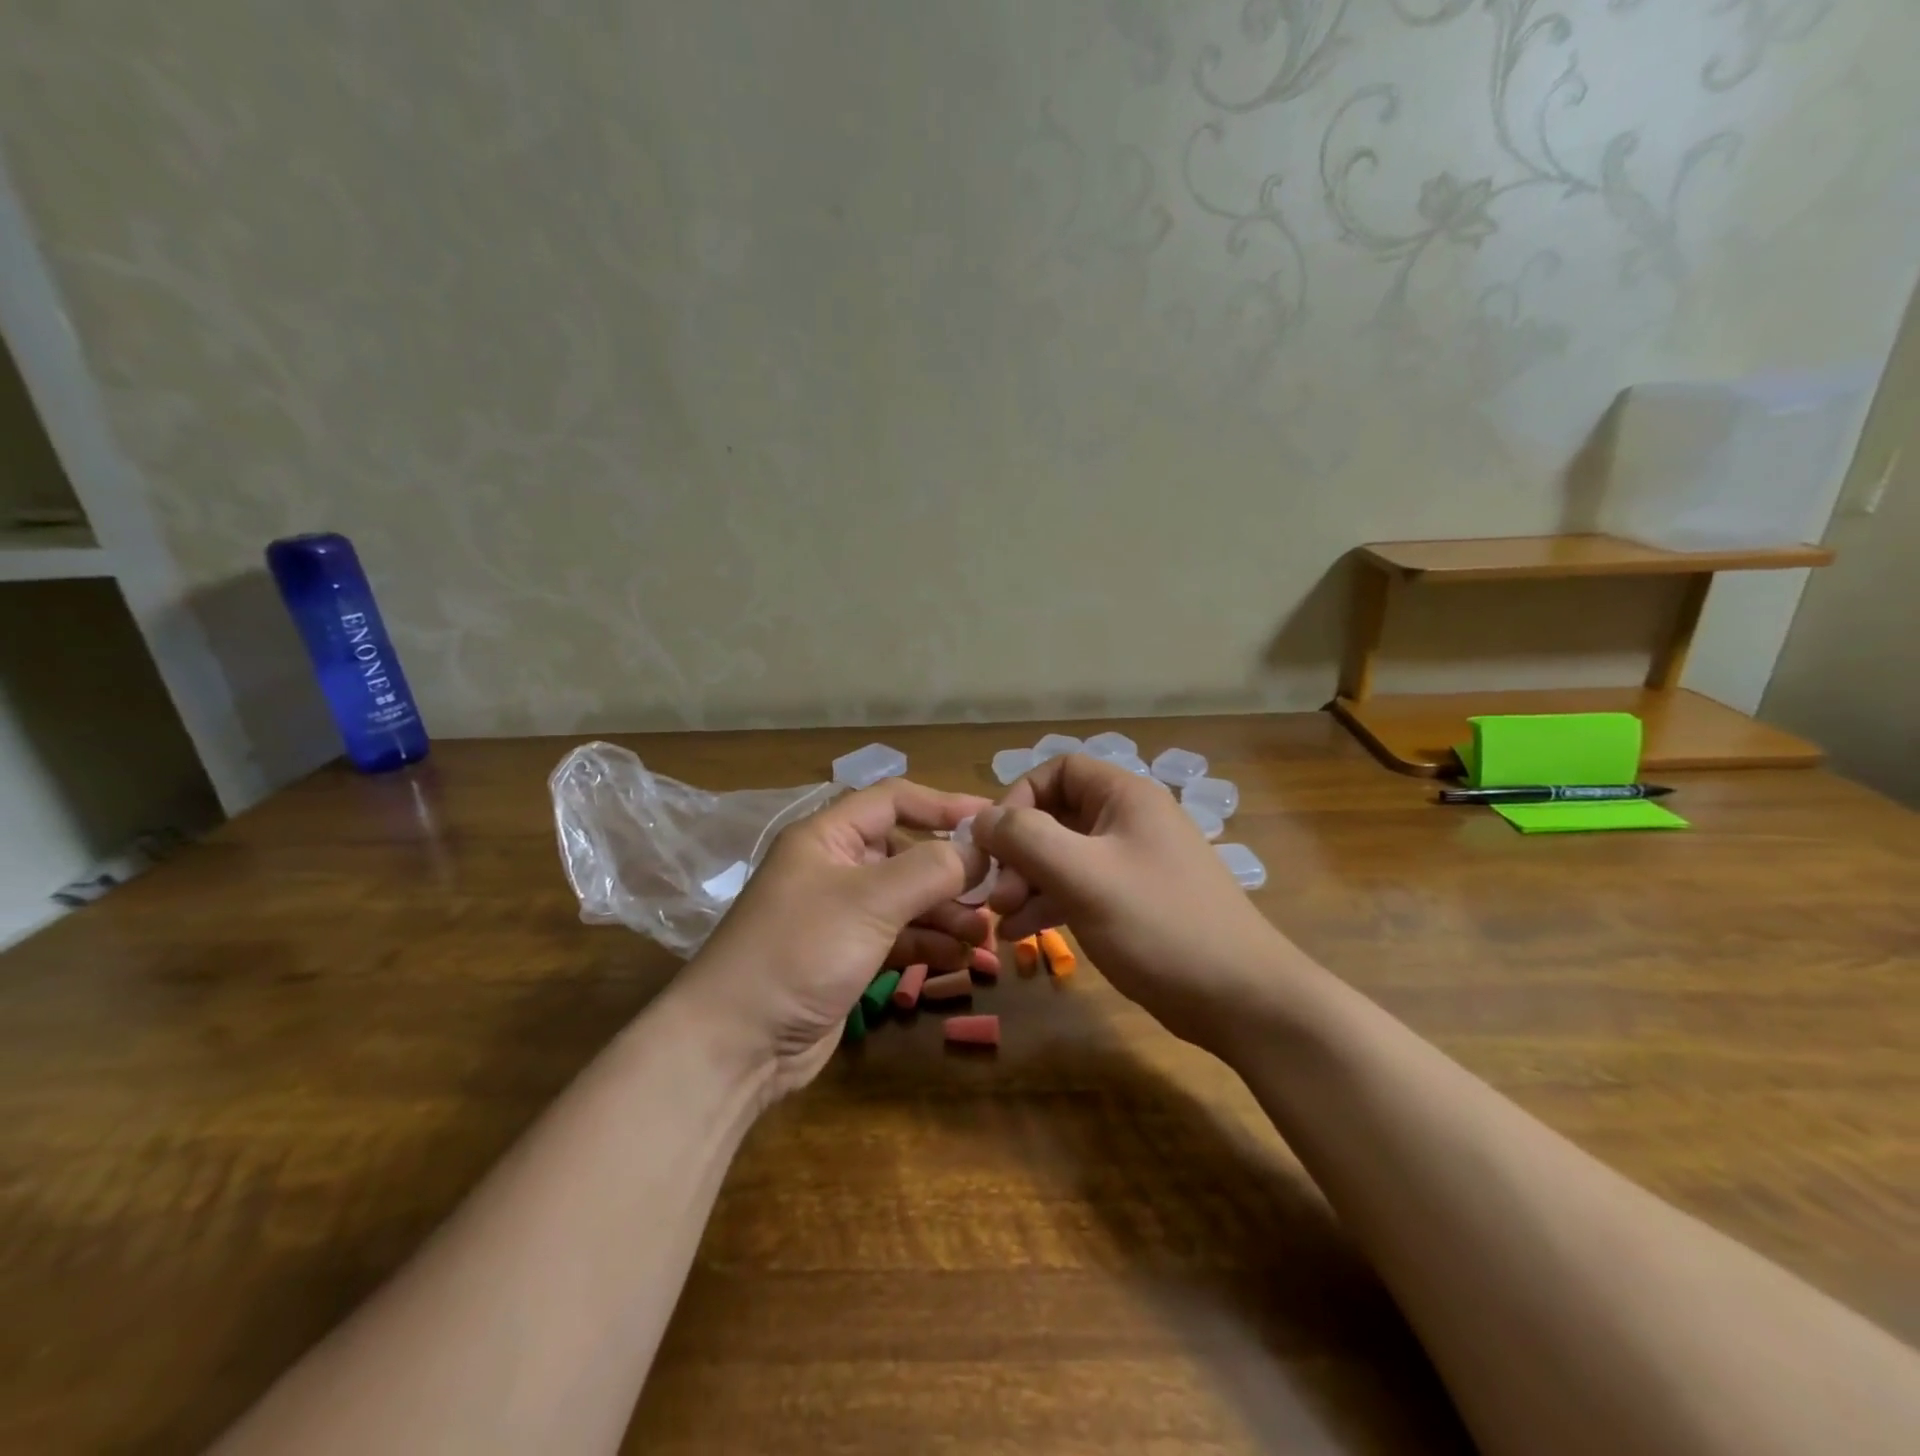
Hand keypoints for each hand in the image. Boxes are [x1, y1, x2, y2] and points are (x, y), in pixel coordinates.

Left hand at [677, 778, 998, 1096]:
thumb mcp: (870, 900)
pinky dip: (929, 945)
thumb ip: (930, 869)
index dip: (943, 805)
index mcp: (828, 837)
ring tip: (984, 934)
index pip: (893, 800)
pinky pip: (899, 938)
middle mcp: (835, 868)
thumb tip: (978, 848)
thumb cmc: (801, 950)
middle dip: (950, 872)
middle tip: (996, 892)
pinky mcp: (848, 957)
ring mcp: (841, 916)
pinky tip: (959, 959)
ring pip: (907, 900)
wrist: (737, 1043)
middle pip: (906, 853)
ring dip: (947, 913)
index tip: (992, 821)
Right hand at [977, 755, 1296, 1046]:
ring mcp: (1133, 863)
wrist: (1242, 999)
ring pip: (1064, 856)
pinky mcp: (1134, 902)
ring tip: (1001, 919)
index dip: (1019, 797)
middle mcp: (1129, 820)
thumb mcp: (1084, 876)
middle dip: (1018, 851)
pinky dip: (1049, 904)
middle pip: (1056, 816)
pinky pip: (1080, 888)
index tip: (995, 841)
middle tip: (995, 894)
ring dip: (1027, 882)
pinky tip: (1024, 934)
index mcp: (1125, 797)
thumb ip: (1026, 839)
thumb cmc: (1160, 924)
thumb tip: (981, 819)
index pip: (1058, 770)